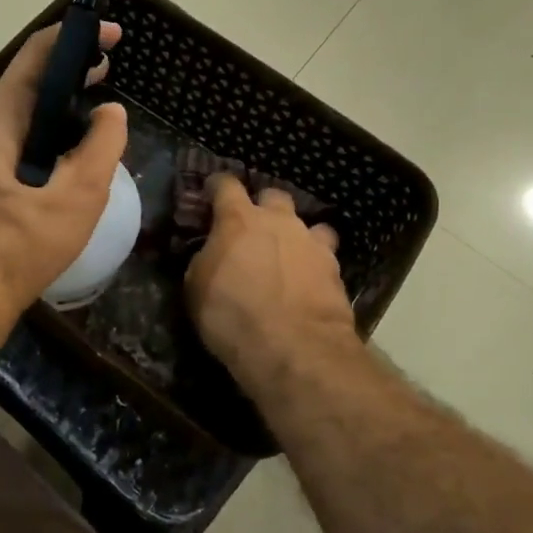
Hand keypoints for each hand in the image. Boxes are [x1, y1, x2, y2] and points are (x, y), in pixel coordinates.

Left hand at [0, 20, 128, 319]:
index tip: (109, 35)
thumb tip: (111, 113)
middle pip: (25, 82)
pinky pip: (13, 139)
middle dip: (67, 69)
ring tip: (93, 104)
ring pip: (19, 113)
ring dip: (56, 102)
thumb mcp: (78, 194)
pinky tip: (66, 149)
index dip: (72, 38)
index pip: (33, 56)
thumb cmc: (23, 242)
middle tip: (107, 68)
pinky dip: (43, 130)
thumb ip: (102, 146)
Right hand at [185, 175, 357, 383]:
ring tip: (288, 255)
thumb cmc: (232, 315)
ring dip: (295, 235)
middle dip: (263, 207)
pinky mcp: (336, 269)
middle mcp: (279, 221)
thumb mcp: (196, 288)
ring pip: (307, 224)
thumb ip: (205, 259)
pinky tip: (308, 281)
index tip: (211, 192)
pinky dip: (314, 263)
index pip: (226, 184)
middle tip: (253, 229)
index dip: (217, 186)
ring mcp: (312, 243)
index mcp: (239, 220)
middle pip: (273, 196)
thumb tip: (211, 252)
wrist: (295, 347)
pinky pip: (324, 255)